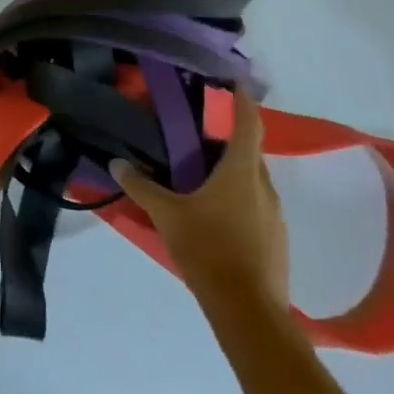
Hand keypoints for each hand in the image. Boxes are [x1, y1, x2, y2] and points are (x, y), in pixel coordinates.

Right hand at [112, 83, 289, 315]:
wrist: (249, 311)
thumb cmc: (208, 249)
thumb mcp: (167, 215)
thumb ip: (141, 187)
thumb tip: (117, 163)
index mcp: (241, 171)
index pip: (248, 123)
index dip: (243, 100)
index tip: (235, 82)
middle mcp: (264, 186)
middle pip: (249, 152)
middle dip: (227, 141)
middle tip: (198, 137)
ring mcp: (275, 215)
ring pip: (252, 181)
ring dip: (231, 173)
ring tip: (201, 178)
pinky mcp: (276, 240)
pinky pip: (256, 206)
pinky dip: (238, 200)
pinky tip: (215, 217)